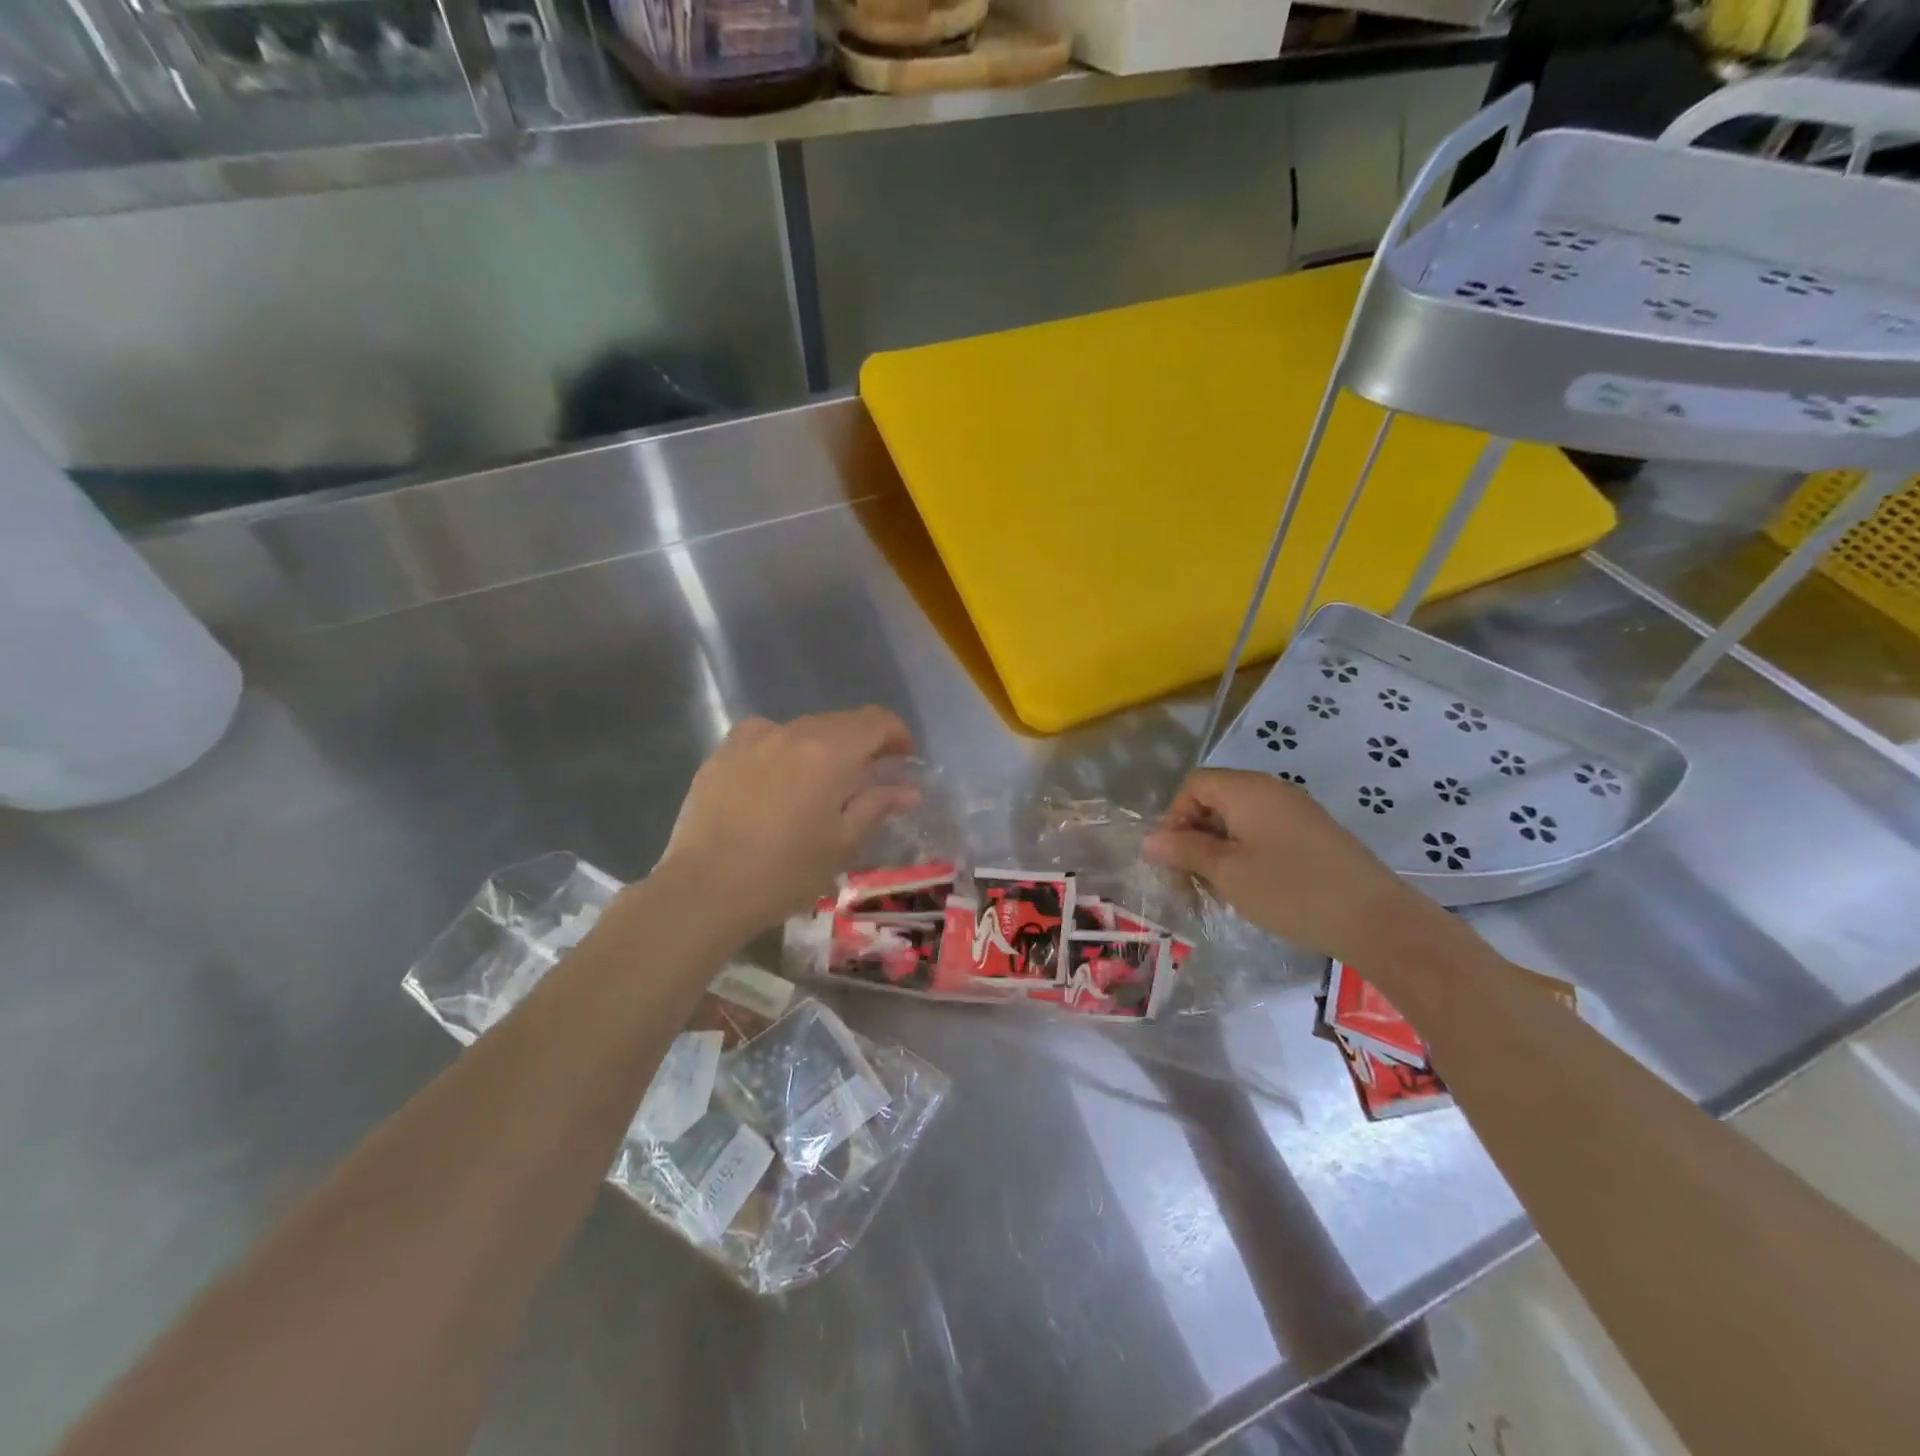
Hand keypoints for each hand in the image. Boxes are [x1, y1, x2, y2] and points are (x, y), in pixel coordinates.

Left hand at [651, 708, 920, 936]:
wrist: (704, 889)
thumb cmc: (784, 872)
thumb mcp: (841, 844)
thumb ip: (876, 806)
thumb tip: (909, 790)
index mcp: (830, 752)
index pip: (875, 721)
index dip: (896, 733)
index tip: (904, 758)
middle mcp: (793, 732)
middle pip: (840, 722)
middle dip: (861, 742)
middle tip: (870, 775)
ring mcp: (752, 739)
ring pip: (802, 728)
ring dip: (823, 747)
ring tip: (821, 782)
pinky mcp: (722, 753)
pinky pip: (765, 738)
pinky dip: (783, 750)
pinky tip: (777, 779)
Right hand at [1143, 768, 1442, 964]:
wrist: (1375, 919)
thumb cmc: (1290, 890)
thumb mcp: (1227, 872)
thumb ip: (1186, 851)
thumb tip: (1150, 840)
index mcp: (1247, 789)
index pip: (1194, 784)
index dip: (1175, 816)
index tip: (1174, 857)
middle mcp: (1271, 789)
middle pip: (1215, 799)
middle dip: (1194, 835)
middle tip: (1191, 879)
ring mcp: (1296, 810)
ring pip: (1239, 818)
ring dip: (1219, 848)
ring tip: (1219, 888)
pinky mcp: (1313, 833)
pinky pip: (1264, 831)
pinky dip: (1246, 852)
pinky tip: (1252, 887)